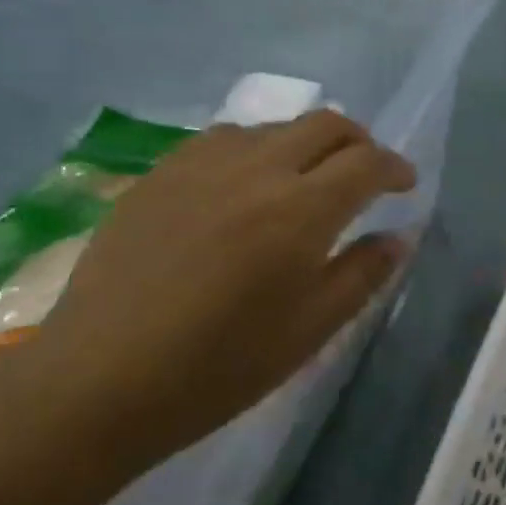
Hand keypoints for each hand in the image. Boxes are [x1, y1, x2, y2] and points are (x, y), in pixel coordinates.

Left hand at [14, 110, 414, 475]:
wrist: (100, 380)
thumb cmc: (220, 366)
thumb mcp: (310, 329)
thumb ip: (362, 274)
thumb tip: (397, 237)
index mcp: (301, 210)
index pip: (367, 163)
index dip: (395, 168)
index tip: (405, 185)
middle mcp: (257, 169)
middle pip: (325, 124)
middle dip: (358, 142)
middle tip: (366, 172)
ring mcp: (202, 165)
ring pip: (273, 126)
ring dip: (305, 143)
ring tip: (305, 179)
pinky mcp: (160, 173)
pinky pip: (223, 139)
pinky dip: (254, 149)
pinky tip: (243, 183)